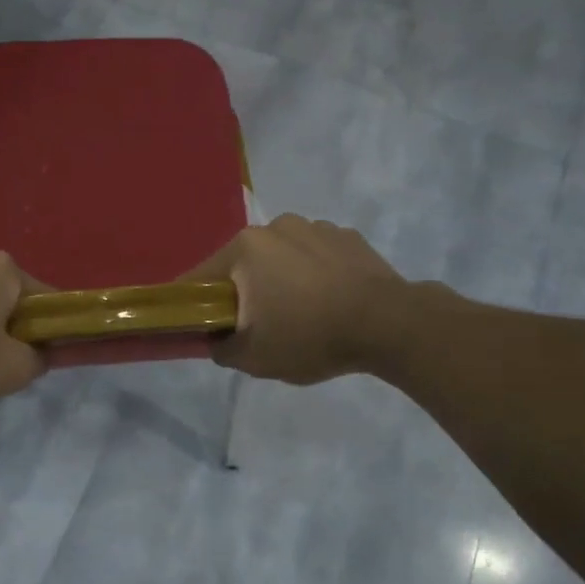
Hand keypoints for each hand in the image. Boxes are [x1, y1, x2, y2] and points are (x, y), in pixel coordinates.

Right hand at [187, 215, 414, 385]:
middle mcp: (276, 226)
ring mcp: (316, 227)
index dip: (195, 302)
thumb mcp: (254, 358)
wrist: (389, 324)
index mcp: (245, 248)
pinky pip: (316, 257)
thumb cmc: (310, 336)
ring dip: (281, 280)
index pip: (202, 276)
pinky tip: (330, 302)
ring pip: (282, 257)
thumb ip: (221, 348)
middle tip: (257, 326)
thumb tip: (216, 339)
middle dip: (244, 291)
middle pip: (244, 263)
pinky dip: (315, 275)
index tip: (200, 325)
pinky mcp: (349, 237)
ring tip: (301, 314)